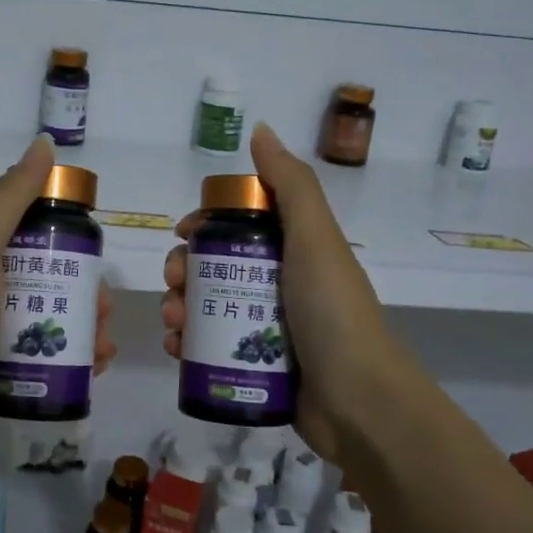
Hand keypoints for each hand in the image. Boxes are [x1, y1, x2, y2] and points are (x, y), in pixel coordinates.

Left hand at [0, 135, 115, 473]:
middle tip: (104, 309)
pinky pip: (46, 353)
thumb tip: (42, 144)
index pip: (28, 227)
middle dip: (84, 288)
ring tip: (104, 347)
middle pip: (47, 275)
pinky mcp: (1, 370)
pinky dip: (75, 357)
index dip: (64, 231)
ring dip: (86, 326)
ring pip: (51, 315)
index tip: (93, 248)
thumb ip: (10, 197)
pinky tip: (95, 368)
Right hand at [160, 123, 406, 464]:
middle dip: (185, 269)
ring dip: (180, 306)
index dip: (208, 223)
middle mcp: (280, 284)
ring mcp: (268, 327)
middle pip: (217, 266)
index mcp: (295, 250)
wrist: (359, 401)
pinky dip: (187, 344)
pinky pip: (211, 346)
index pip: (241, 224)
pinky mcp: (257, 366)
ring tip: (173, 322)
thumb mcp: (315, 237)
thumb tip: (260, 130)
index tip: (185, 233)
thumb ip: (289, 183)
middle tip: (175, 284)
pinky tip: (176, 349)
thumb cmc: (332, 311)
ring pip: (208, 306)